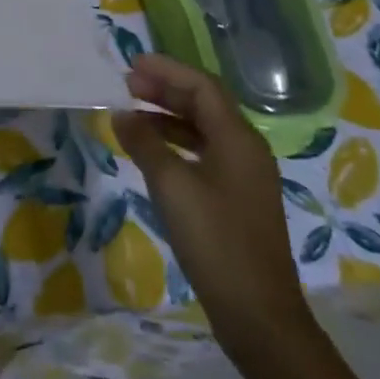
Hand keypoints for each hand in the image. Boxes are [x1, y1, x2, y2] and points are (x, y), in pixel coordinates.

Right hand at [113, 55, 317, 365]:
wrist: (258, 313)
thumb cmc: (215, 241)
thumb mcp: (171, 186)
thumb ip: (145, 143)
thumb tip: (121, 113)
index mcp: (238, 140)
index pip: (202, 87)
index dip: (167, 70)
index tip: (131, 65)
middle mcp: (246, 150)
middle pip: (205, 105)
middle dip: (166, 90)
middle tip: (127, 85)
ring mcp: (244, 177)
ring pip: (204, 130)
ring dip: (169, 116)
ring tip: (132, 115)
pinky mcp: (237, 200)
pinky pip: (204, 154)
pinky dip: (176, 144)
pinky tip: (151, 153)